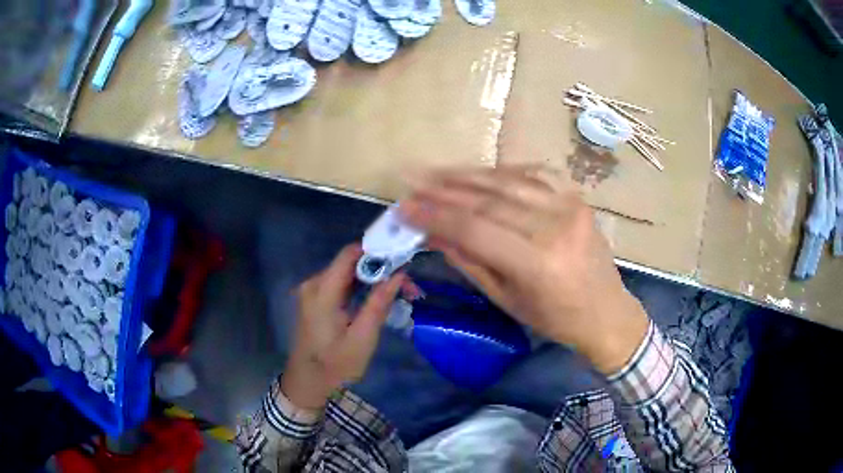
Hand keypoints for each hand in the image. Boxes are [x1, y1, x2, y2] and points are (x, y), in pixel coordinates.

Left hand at [281, 244, 405, 409]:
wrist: (308, 382)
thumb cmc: (335, 365)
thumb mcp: (362, 337)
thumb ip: (378, 303)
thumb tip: (399, 274)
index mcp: (322, 291)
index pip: (349, 254)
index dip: (376, 251)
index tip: (402, 260)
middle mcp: (314, 284)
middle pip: (350, 262)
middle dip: (380, 269)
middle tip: (408, 285)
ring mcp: (313, 291)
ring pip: (347, 273)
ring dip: (373, 279)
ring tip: (400, 292)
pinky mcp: (316, 300)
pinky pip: (341, 284)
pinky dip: (361, 288)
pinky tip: (378, 298)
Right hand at [400, 166, 648, 372]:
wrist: (606, 311)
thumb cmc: (555, 318)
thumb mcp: (507, 300)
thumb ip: (469, 261)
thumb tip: (432, 233)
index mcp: (538, 264)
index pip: (475, 230)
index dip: (435, 216)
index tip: (404, 208)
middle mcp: (555, 227)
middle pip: (488, 200)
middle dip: (444, 189)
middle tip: (412, 181)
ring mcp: (569, 205)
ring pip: (507, 181)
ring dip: (467, 175)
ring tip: (434, 172)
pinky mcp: (576, 197)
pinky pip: (533, 174)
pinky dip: (501, 171)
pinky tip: (478, 171)